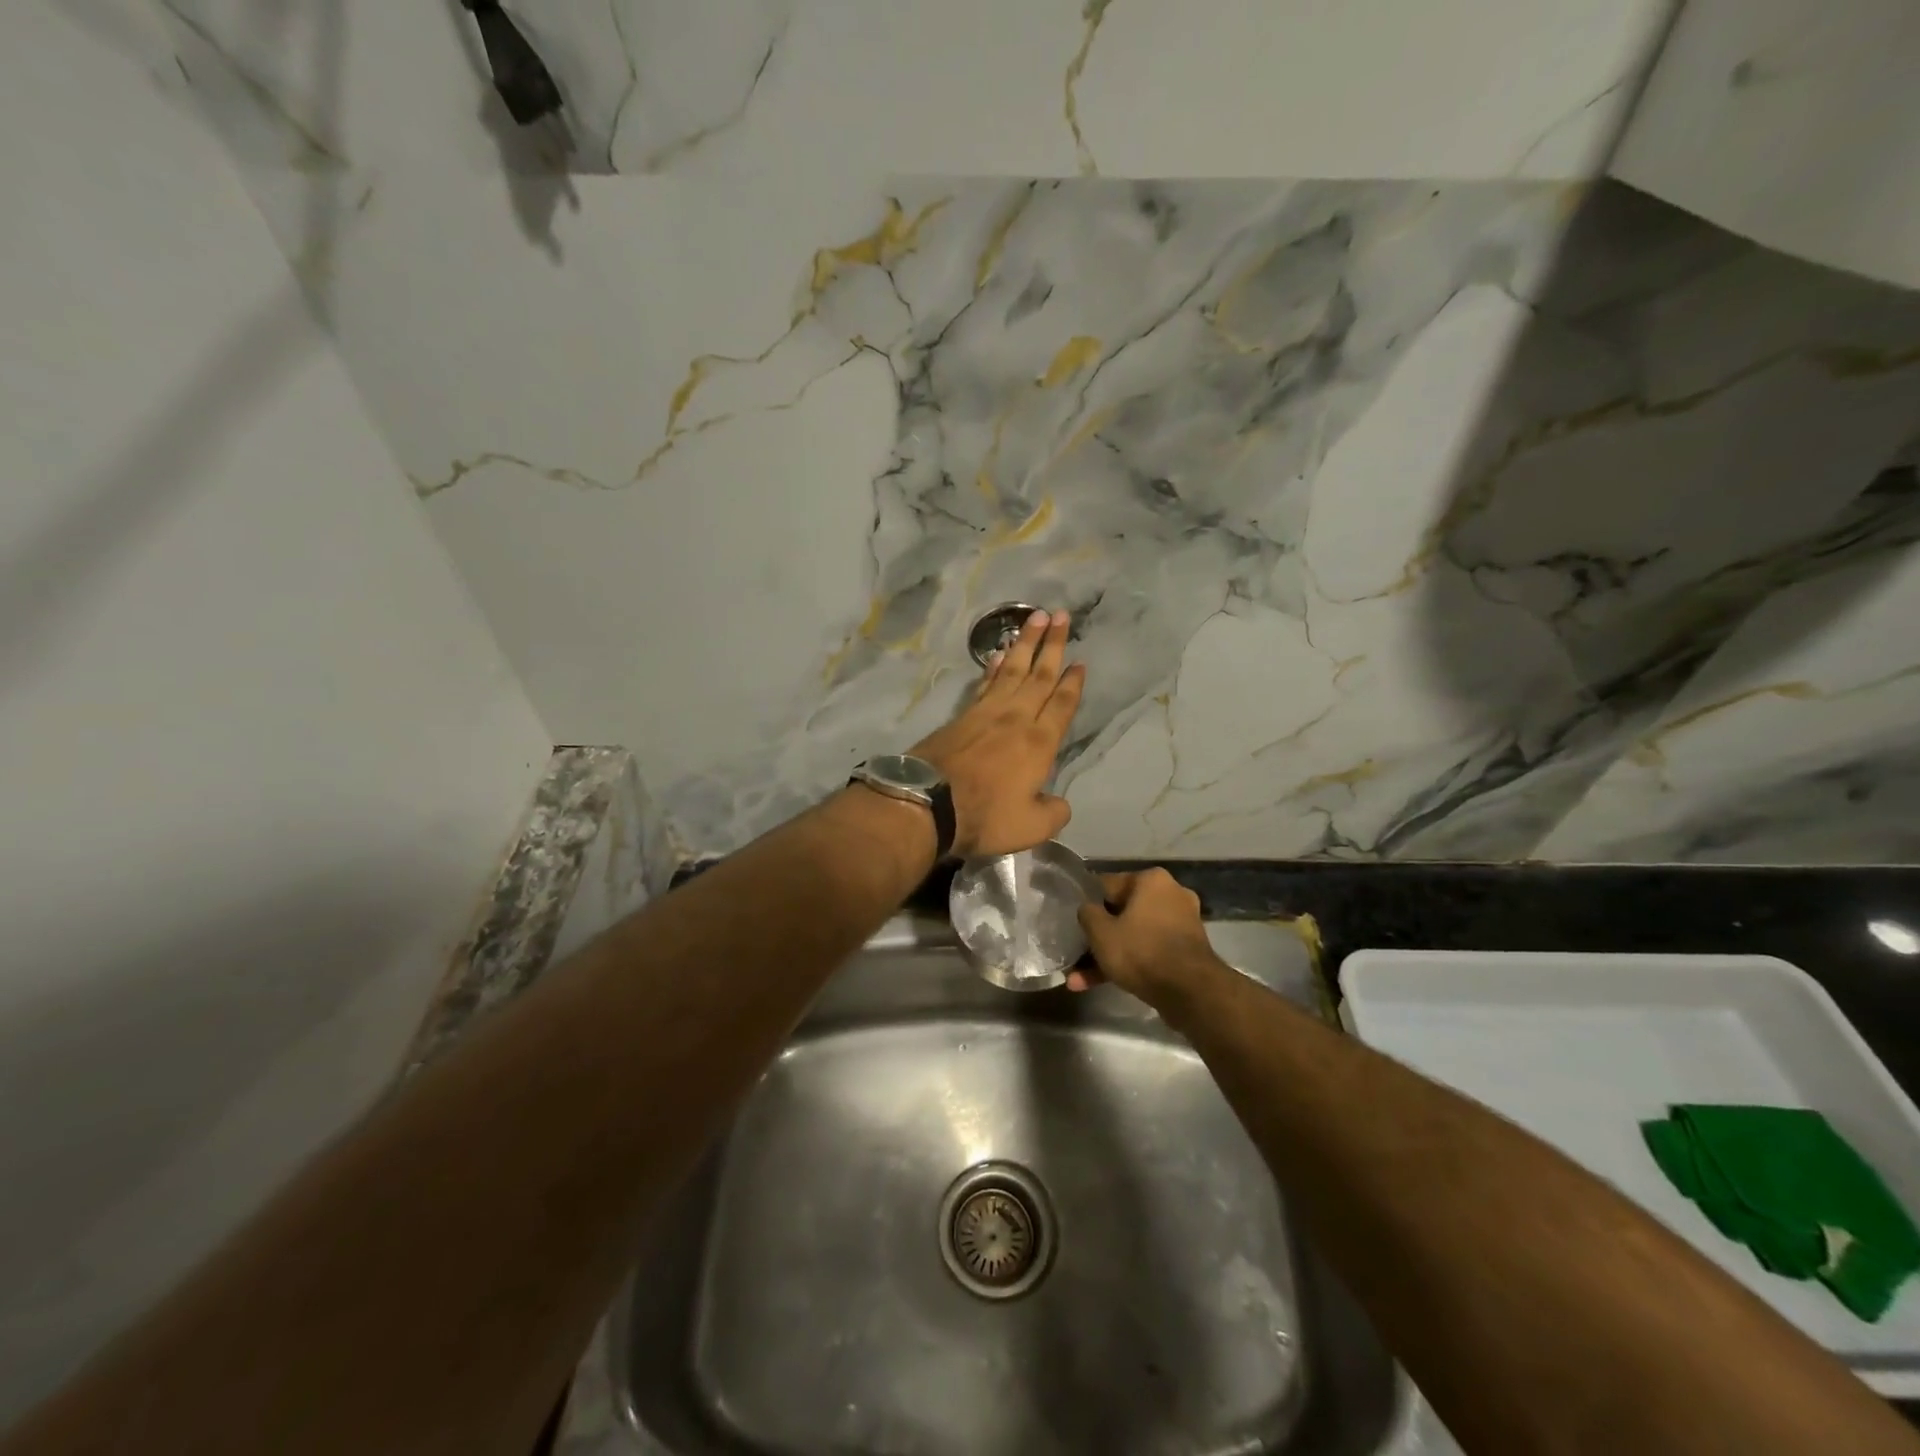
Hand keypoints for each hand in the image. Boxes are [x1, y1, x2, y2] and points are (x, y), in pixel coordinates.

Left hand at [910, 609, 1084, 857]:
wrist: (928, 803)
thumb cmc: (985, 815)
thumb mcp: (1031, 826)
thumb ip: (1052, 813)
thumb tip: (1059, 803)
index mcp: (1039, 743)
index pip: (1061, 705)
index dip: (1073, 684)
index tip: (1080, 662)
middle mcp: (1016, 719)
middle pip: (1039, 676)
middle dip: (1052, 645)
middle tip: (1061, 615)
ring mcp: (985, 714)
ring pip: (1011, 671)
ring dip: (1025, 644)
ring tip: (1035, 619)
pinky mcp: (961, 716)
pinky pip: (984, 683)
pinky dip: (993, 667)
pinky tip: (996, 656)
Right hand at [1072, 868, 1229, 1004]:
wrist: (1191, 992)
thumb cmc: (1141, 951)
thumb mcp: (1101, 932)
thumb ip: (1087, 914)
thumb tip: (1087, 909)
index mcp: (1151, 880)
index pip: (1107, 885)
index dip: (1086, 903)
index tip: (1073, 920)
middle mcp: (1171, 894)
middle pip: (1122, 912)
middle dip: (1098, 937)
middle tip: (1077, 953)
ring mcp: (1182, 924)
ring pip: (1134, 935)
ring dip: (1109, 955)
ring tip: (1079, 980)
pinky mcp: (1186, 950)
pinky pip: (1149, 950)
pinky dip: (1130, 963)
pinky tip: (1103, 984)